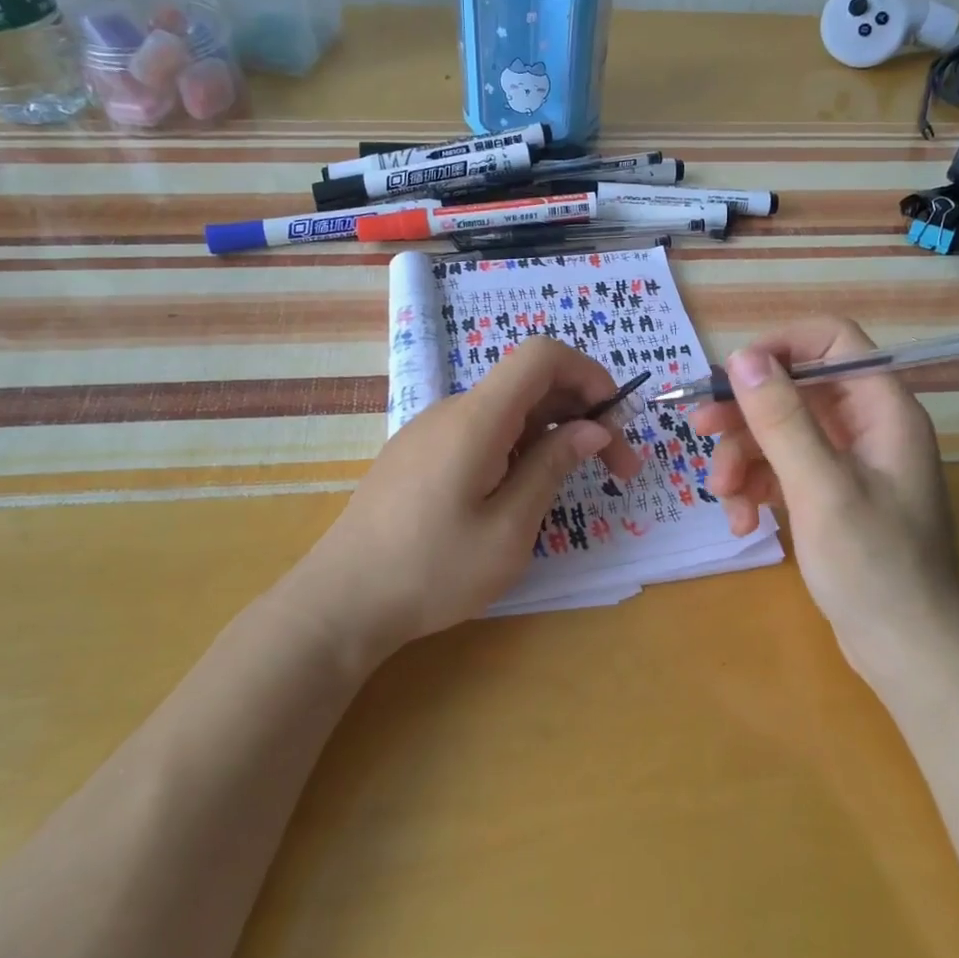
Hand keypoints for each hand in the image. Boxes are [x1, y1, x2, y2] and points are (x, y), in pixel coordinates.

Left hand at [288, 337, 642, 660]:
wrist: (340, 601)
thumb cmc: (432, 571)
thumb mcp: (508, 529)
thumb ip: (552, 467)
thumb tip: (593, 428)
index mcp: (477, 419)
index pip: (542, 356)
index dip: (588, 373)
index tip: (616, 421)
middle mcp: (453, 411)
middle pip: (529, 384)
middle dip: (582, 414)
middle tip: (618, 471)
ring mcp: (431, 432)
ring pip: (507, 411)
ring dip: (551, 436)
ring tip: (572, 486)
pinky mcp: (419, 455)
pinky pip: (481, 432)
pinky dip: (518, 447)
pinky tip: (520, 493)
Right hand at [691, 317, 958, 677]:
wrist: (909, 654)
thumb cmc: (874, 567)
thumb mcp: (820, 487)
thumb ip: (781, 418)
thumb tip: (742, 357)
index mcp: (882, 410)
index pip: (832, 341)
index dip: (780, 347)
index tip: (731, 374)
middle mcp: (867, 426)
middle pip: (795, 389)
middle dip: (745, 412)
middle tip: (699, 430)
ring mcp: (848, 463)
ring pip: (781, 432)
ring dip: (743, 458)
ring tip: (724, 497)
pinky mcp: (830, 495)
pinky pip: (783, 470)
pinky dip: (757, 488)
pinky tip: (743, 522)